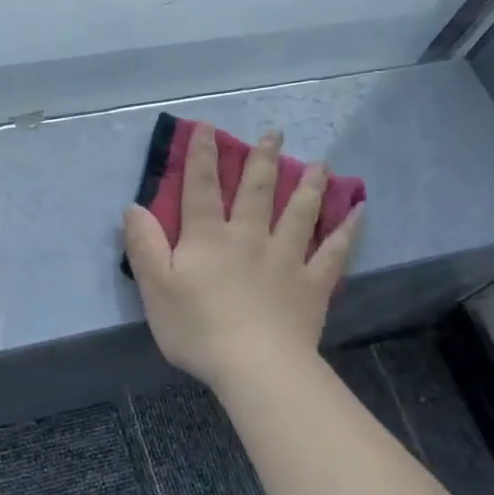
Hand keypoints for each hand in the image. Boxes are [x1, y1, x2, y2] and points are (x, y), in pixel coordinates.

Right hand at [124, 124, 361, 397]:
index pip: (202, 188)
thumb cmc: (197, 329)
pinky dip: (348, 230)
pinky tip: (359, 211)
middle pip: (257, 191)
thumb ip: (143, 245)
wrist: (255, 366)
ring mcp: (286, 258)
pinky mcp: (312, 284)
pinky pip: (334, 251)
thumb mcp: (154, 288)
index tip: (208, 128)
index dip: (202, 156)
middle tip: (275, 133)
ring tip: (319, 163)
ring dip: (309, 186)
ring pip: (300, 213)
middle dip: (262, 160)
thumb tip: (133, 206)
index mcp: (208, 238)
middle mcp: (249, 237)